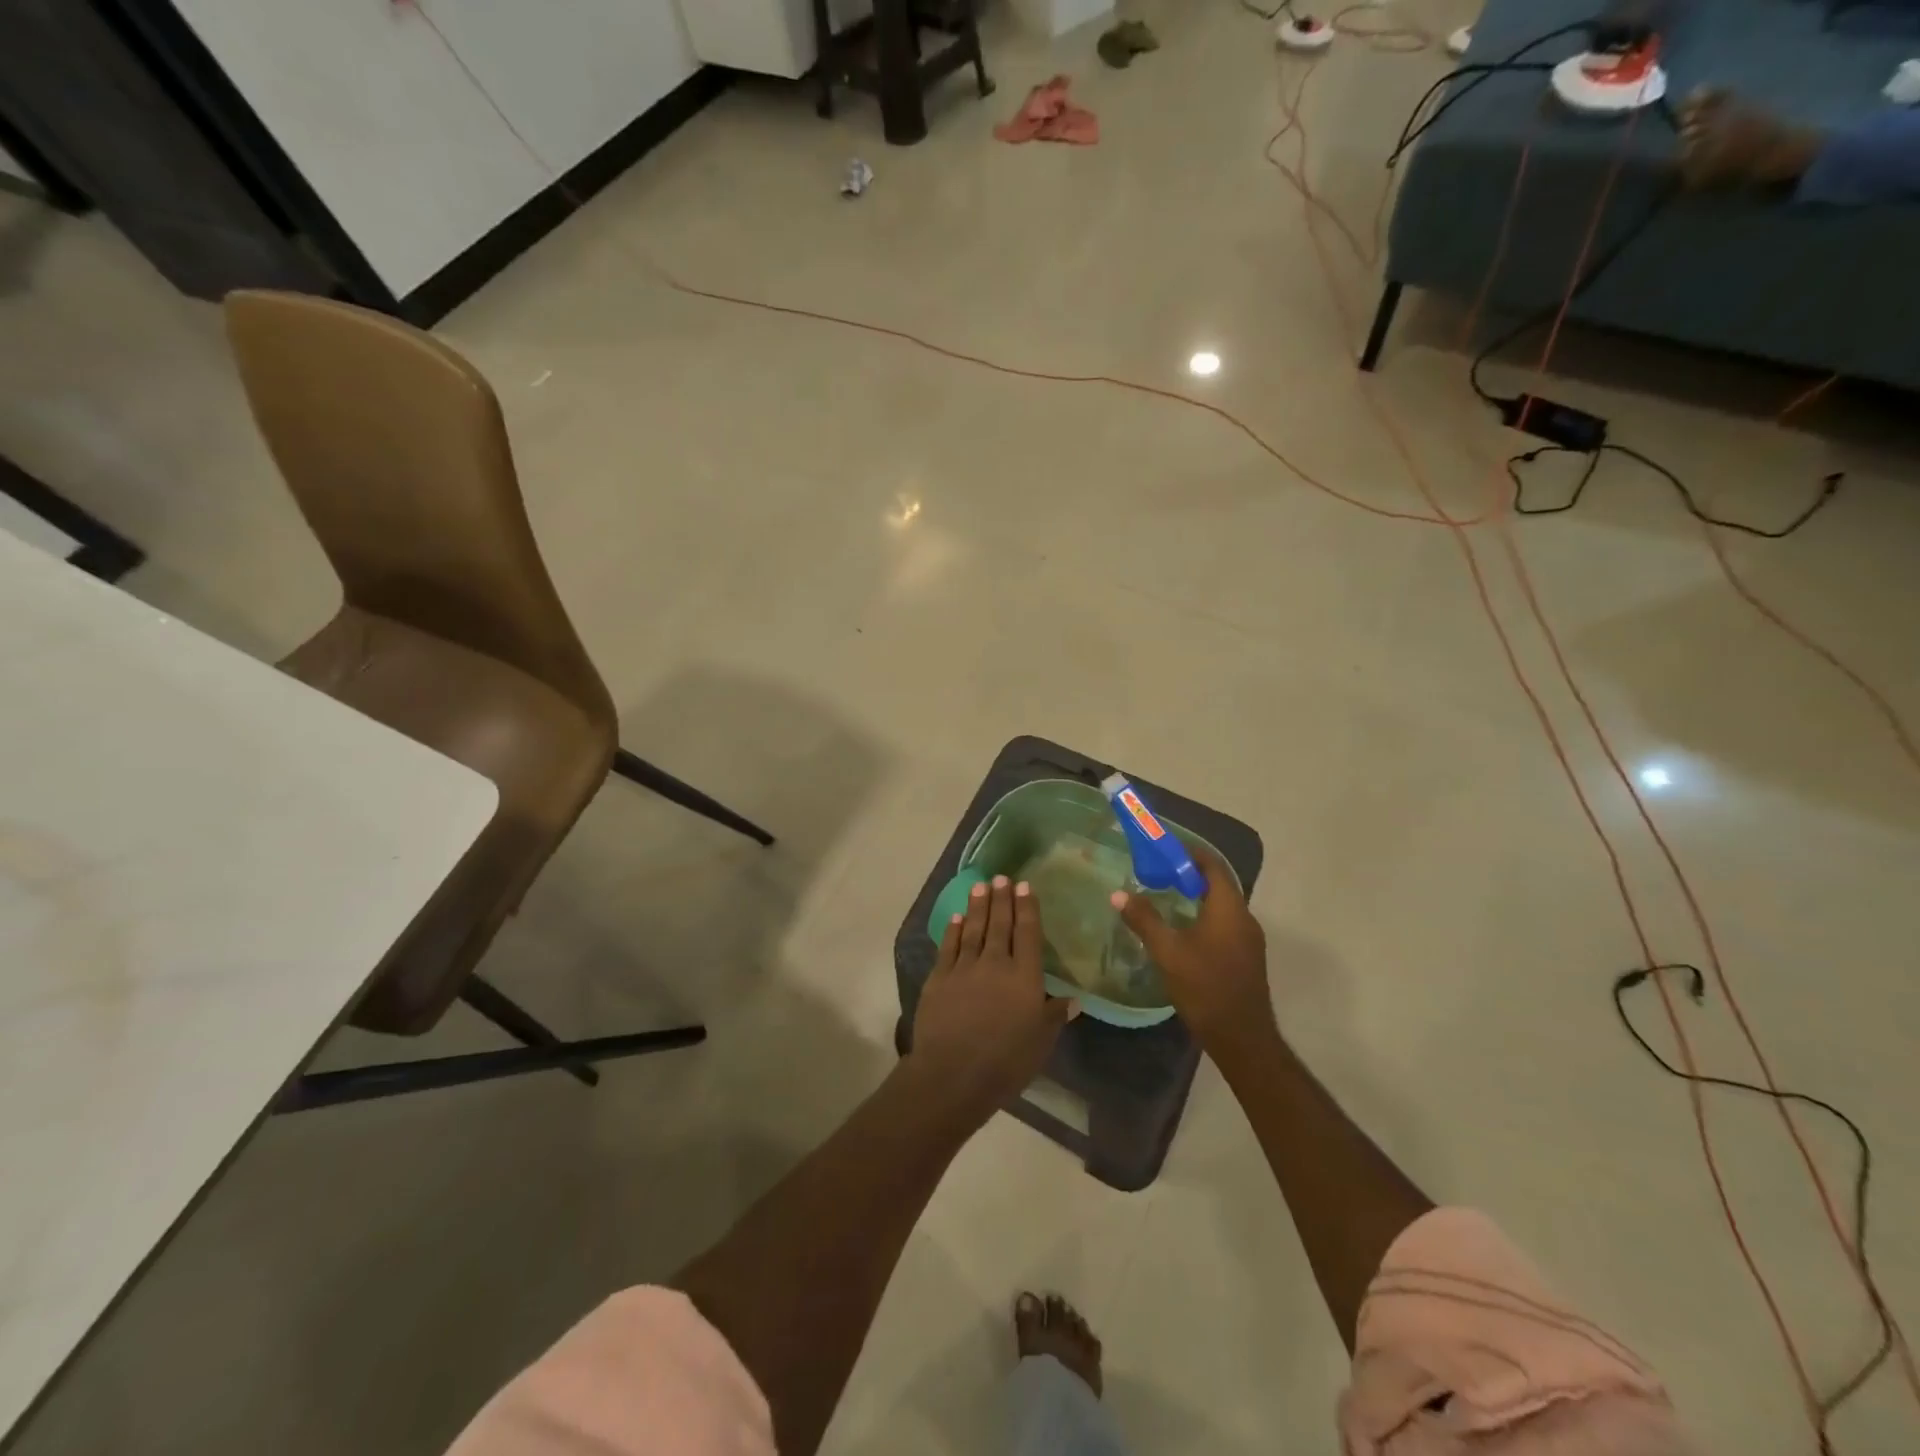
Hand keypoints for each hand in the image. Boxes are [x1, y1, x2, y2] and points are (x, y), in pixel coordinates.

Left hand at [910, 875, 1073, 1124]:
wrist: (953, 1074)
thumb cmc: (1005, 1062)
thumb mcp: (1040, 1043)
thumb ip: (1054, 1016)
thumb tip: (1074, 999)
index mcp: (1025, 977)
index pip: (1028, 934)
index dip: (1027, 908)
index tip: (1025, 887)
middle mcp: (995, 964)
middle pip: (1000, 924)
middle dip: (1002, 899)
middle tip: (1002, 877)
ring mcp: (964, 968)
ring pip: (974, 929)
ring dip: (978, 906)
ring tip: (982, 886)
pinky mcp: (939, 978)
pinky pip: (948, 946)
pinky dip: (954, 930)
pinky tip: (957, 917)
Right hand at [1113, 842, 1274, 1059]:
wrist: (1242, 1037)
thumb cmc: (1205, 987)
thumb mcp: (1167, 952)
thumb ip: (1144, 920)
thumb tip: (1118, 894)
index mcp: (1229, 908)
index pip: (1212, 865)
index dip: (1190, 853)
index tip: (1164, 849)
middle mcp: (1244, 917)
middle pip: (1218, 883)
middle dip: (1189, 874)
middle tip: (1158, 873)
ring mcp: (1249, 939)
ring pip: (1222, 905)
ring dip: (1197, 896)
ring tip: (1165, 898)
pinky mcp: (1246, 956)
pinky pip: (1225, 923)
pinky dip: (1204, 916)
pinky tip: (1182, 930)